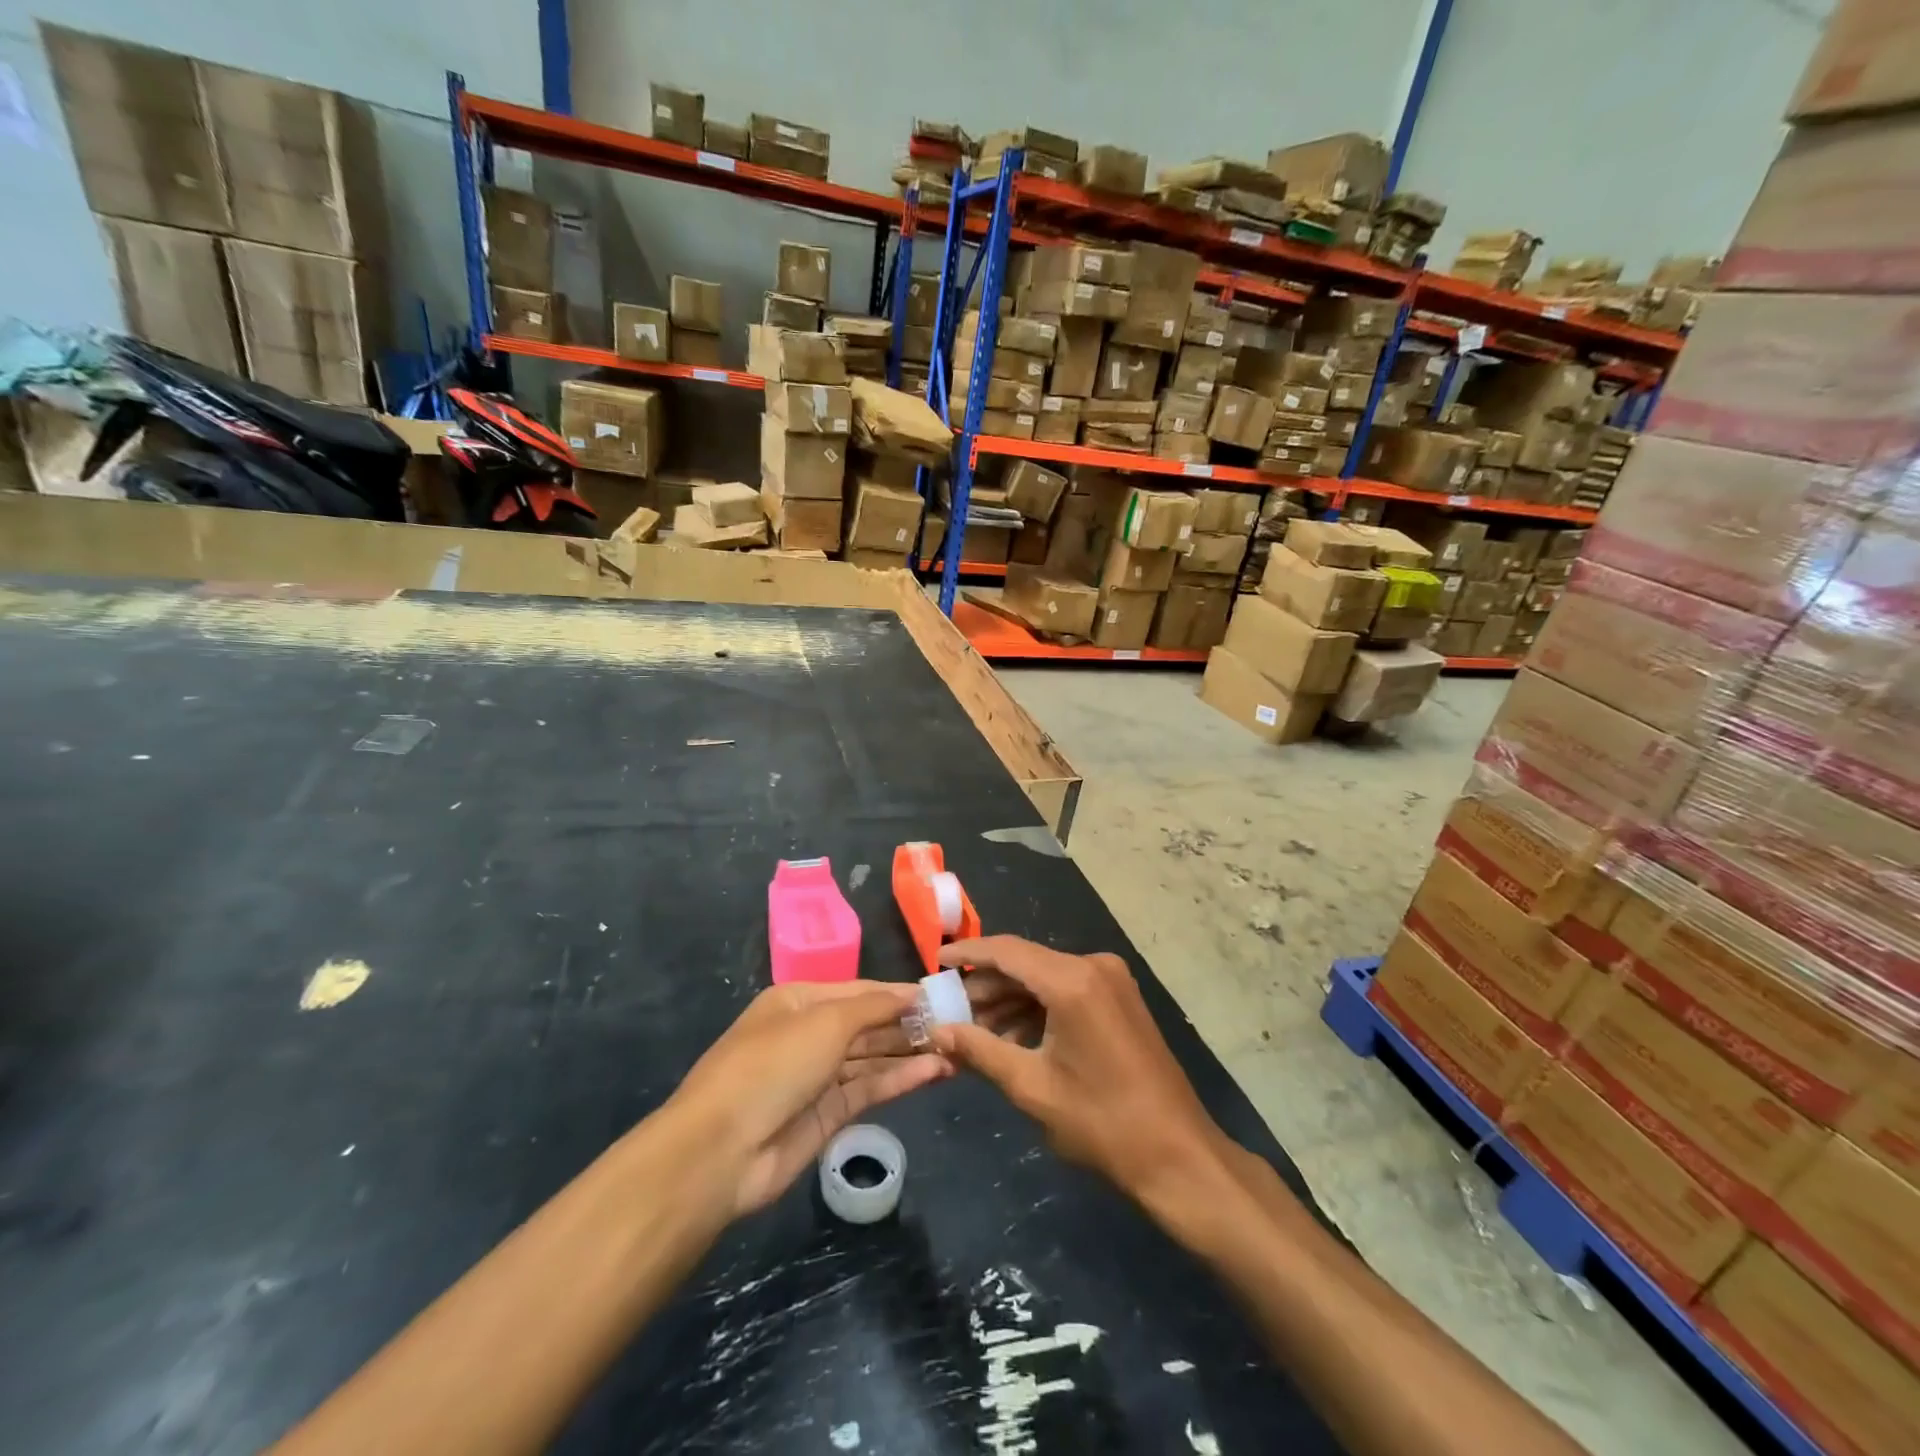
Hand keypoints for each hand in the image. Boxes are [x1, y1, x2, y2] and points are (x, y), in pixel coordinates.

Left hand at [672, 981, 950, 1217]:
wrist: (722, 1150)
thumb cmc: (774, 1064)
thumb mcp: (825, 1021)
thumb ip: (874, 1006)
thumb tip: (913, 993)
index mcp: (799, 1001)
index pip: (861, 991)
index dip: (899, 993)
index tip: (941, 996)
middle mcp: (809, 1034)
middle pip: (868, 1024)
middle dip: (909, 1024)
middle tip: (958, 1025)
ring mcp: (818, 1076)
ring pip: (872, 1058)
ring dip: (911, 1053)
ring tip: (957, 1050)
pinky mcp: (828, 1115)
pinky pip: (870, 1089)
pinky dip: (901, 1079)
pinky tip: (935, 1072)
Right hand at [930, 936, 1227, 1208]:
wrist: (1179, 1156)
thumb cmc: (1102, 1123)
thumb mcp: (1032, 1087)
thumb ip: (980, 1050)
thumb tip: (937, 1031)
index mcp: (1072, 981)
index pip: (1007, 951)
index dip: (968, 953)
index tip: (936, 963)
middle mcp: (1094, 966)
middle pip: (1026, 962)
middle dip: (987, 986)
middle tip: (951, 1011)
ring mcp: (1112, 980)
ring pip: (1046, 977)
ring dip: (1011, 1000)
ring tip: (977, 1032)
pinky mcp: (1121, 998)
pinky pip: (1068, 989)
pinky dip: (1038, 1007)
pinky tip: (1015, 1038)